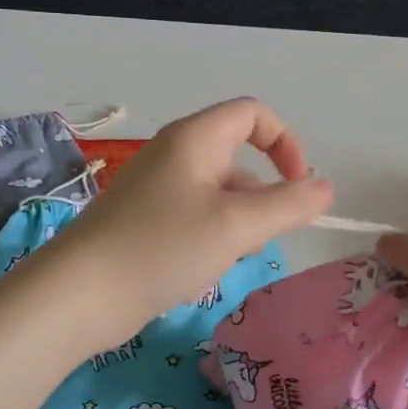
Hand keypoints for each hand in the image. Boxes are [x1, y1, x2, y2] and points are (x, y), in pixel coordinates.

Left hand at [37, 98, 332, 347]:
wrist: (81, 294)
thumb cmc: (163, 247)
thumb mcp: (237, 226)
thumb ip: (289, 205)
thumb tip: (326, 188)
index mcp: (195, 138)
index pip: (254, 114)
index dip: (285, 143)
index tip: (298, 186)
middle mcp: (175, 153)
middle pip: (238, 157)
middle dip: (262, 195)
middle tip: (260, 238)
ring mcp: (156, 187)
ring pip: (219, 192)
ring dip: (239, 221)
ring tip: (229, 258)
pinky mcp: (145, 219)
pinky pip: (195, 214)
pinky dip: (213, 235)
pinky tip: (204, 268)